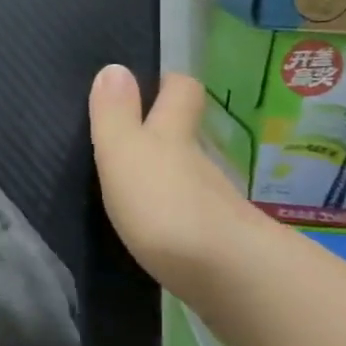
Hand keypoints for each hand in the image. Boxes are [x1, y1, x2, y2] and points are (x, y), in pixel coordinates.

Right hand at [88, 65, 266, 295]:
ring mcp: (215, 204)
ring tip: (137, 190)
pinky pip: (195, 218)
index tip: (152, 82)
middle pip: (189, 135)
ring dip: (169, 179)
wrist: (230, 278)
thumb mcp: (125, 152)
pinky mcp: (221, 244)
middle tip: (133, 138)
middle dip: (167, 132)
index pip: (182, 91)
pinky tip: (159, 232)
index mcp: (173, 135)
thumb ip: (115, 113)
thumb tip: (115, 67)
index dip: (169, 83)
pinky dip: (178, 218)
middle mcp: (199, 162)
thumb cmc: (165, 204)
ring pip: (191, 178)